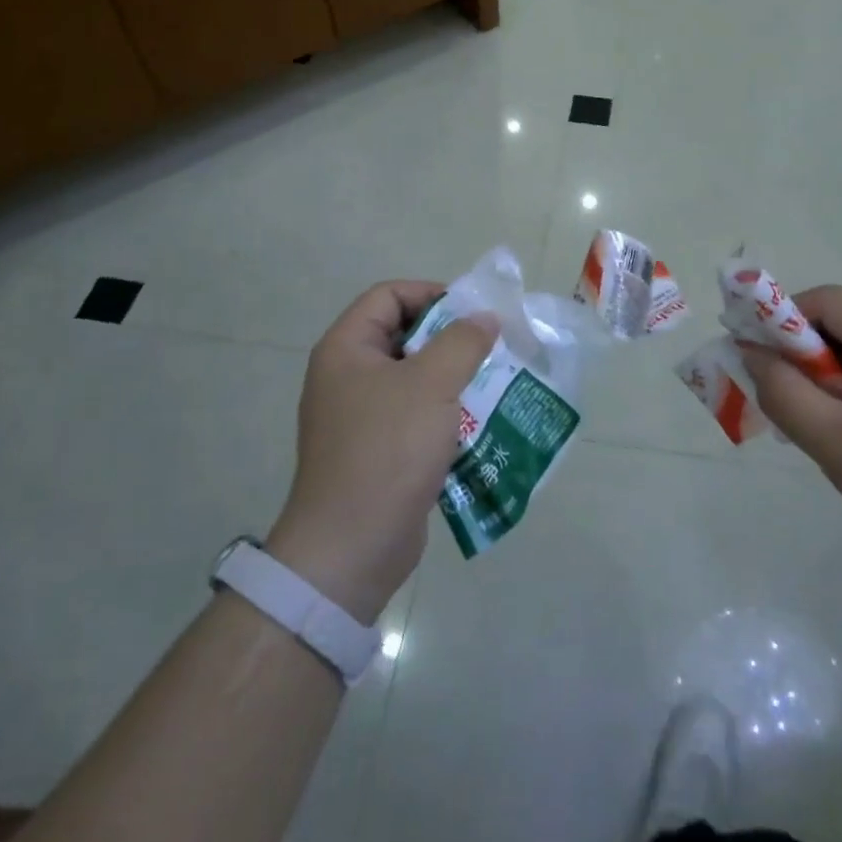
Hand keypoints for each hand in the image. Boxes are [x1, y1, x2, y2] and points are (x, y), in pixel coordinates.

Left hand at [266, 281, 495, 623]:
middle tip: (492, 349)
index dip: (431, 294)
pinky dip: (446, 415)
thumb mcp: (432, 385)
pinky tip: (480, 426)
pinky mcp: (378, 452)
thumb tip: (484, 318)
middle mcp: (348, 377)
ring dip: (454, 379)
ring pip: (414, 380)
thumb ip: (463, 342)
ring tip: (495, 385)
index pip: (388, 296)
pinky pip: (416, 417)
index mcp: (346, 349)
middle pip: (404, 337)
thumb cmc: (388, 450)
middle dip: (451, 340)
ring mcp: (361, 417)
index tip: (473, 313)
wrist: (352, 547)